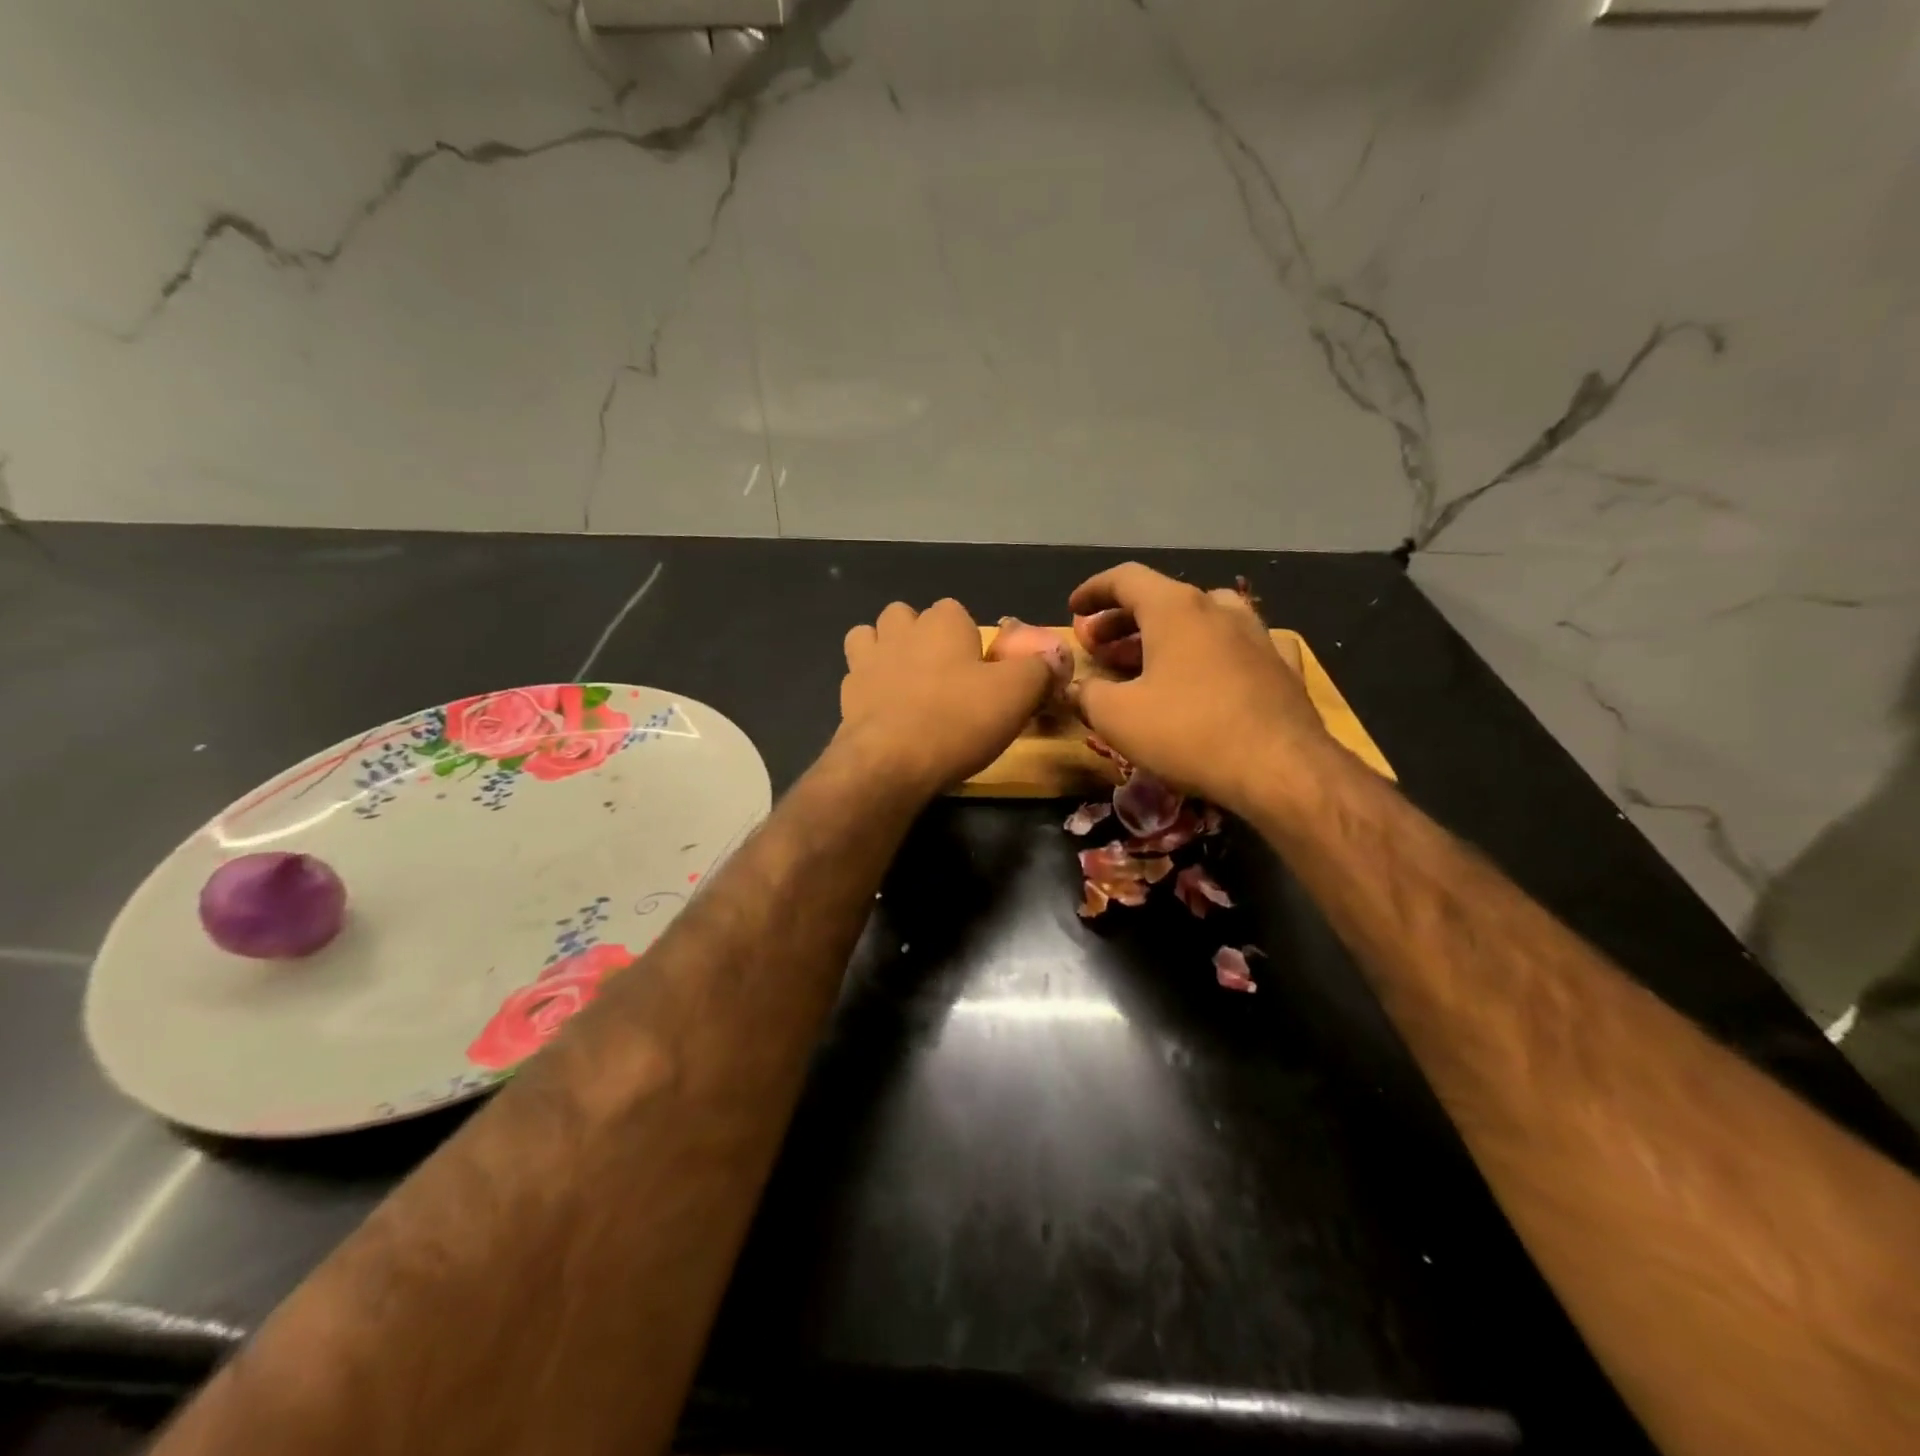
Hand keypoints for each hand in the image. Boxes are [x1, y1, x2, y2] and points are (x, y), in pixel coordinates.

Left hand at [835, 599, 1053, 798]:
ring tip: (904, 682)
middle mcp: (900, 631)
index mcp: (942, 622)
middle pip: (906, 616)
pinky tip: (885, 711)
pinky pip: (856, 677)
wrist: (891, 762)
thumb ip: (1039, 670)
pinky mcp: (846, 695)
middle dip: (919, 635)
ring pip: (869, 637)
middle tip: (942, 674)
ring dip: (884, 651)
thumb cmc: (958, 719)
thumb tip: (1054, 658)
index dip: (968, 636)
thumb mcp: (1017, 694)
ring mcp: (866, 661)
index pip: (955, 610)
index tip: (980, 668)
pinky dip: (869, 687)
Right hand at [1068, 563, 1332, 811]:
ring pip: (1200, 620)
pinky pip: (1232, 646)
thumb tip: (1074, 688)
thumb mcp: (1117, 717)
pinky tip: (1201, 677)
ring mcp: (1255, 635)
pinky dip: (1205, 653)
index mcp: (1175, 609)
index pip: (1126, 578)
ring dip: (1163, 636)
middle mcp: (1218, 609)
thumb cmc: (1188, 732)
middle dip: (1122, 620)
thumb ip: (1087, 695)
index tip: (1074, 610)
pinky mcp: (1279, 666)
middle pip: (1161, 599)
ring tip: (1142, 664)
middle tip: (1098, 646)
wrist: (1281, 769)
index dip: (1093, 591)